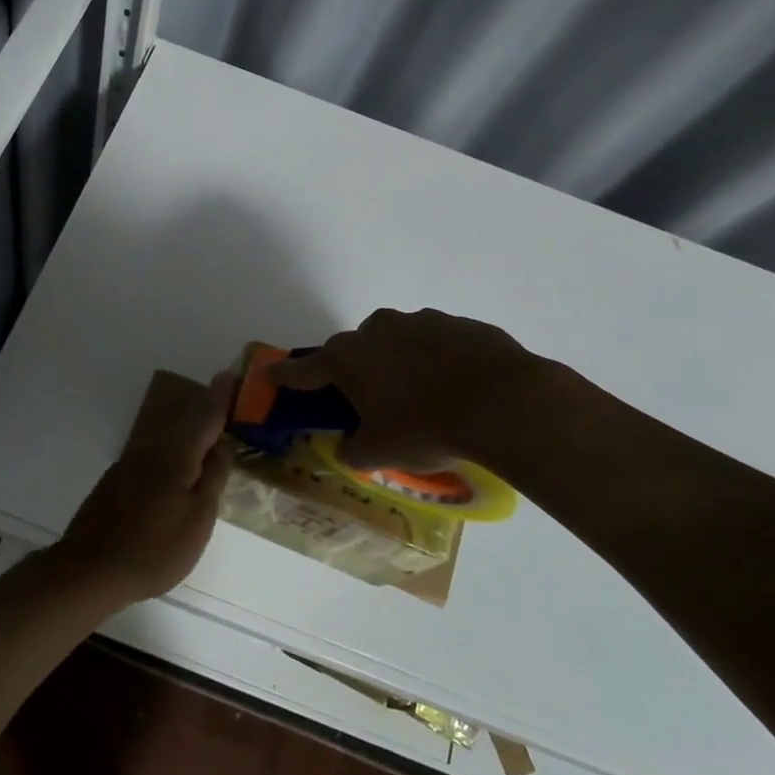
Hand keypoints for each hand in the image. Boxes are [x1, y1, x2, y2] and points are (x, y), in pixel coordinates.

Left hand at [51, 370, 232, 608]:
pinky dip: (173, 445)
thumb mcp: (198, 518)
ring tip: (209, 427)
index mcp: (176, 453)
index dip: (222, 397)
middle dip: (205, 406)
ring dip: (188, 425)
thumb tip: (222, 445)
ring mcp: (131, 462)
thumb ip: (212, 478)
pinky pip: (154, 449)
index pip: (206, 416)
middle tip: (226, 397)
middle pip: (184, 419)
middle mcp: (152, 448)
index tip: (233, 376)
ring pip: (167, 433)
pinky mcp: (118, 479)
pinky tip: (179, 461)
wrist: (91, 569)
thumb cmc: (155, 548)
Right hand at [271, 308, 536, 471]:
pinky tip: (456, 388)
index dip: (286, 376)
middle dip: (355, 371)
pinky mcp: (461, 325)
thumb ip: (353, 450)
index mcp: (349, 358)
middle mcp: (379, 330)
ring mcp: (422, 322)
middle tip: (368, 401)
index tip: (270, 374)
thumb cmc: (425, 427)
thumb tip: (349, 447)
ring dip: (398, 363)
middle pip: (354, 349)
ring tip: (421, 397)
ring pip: (398, 342)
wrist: (504, 402)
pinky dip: (437, 361)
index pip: (305, 369)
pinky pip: (438, 344)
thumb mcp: (380, 452)